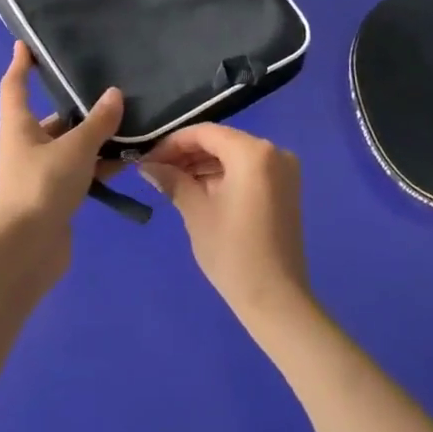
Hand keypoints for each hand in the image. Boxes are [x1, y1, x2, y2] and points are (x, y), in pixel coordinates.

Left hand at [0, 43, 123, 253]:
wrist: (29, 248)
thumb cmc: (43, 185)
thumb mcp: (75, 148)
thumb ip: (98, 122)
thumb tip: (114, 94)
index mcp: (18, 126)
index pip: (15, 85)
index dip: (21, 63)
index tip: (28, 43)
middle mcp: (26, 144)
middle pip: (52, 117)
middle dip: (77, 104)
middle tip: (108, 85)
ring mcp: (40, 171)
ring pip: (71, 145)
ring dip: (95, 137)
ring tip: (129, 121)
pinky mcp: (55, 194)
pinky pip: (80, 169)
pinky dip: (99, 164)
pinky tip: (127, 159)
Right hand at [139, 124, 309, 323]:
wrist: (275, 299)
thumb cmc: (232, 252)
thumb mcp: (196, 211)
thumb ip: (172, 180)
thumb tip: (147, 165)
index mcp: (253, 152)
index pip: (205, 133)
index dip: (172, 143)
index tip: (147, 158)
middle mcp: (273, 151)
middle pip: (221, 141)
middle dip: (187, 154)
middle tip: (155, 170)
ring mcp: (283, 170)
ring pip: (234, 156)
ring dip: (203, 165)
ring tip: (171, 181)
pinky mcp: (285, 188)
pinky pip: (248, 170)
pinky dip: (223, 175)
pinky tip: (197, 189)